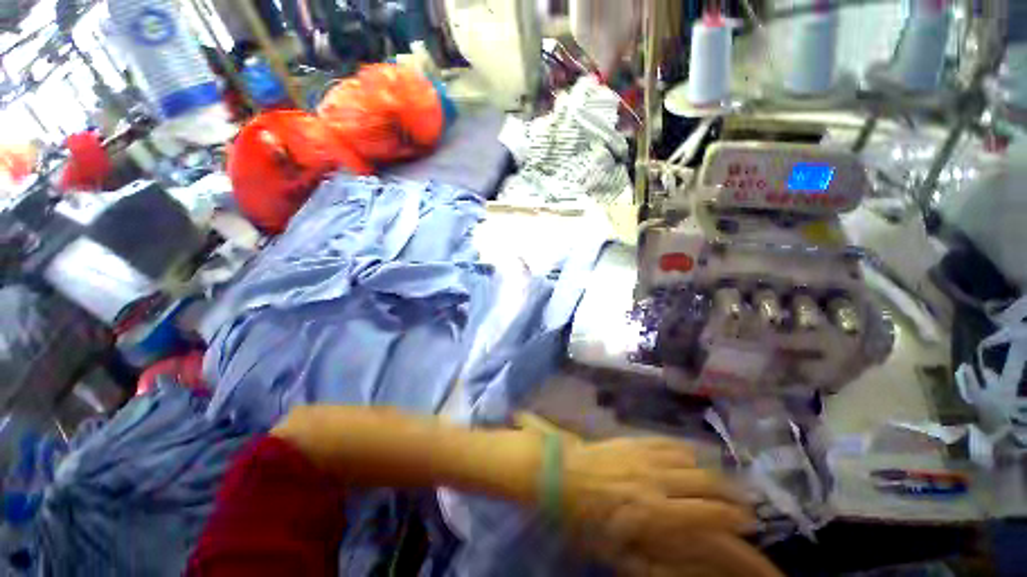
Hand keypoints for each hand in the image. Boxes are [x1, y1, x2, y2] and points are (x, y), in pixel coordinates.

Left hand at [560, 437, 781, 576]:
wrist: (562, 474)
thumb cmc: (587, 520)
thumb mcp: (619, 555)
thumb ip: (658, 564)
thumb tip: (693, 567)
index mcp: (654, 512)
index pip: (708, 514)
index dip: (735, 520)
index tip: (751, 523)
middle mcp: (656, 479)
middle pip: (707, 483)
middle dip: (732, 496)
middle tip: (743, 506)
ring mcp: (645, 455)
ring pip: (693, 460)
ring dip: (712, 474)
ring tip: (721, 485)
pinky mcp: (635, 440)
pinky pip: (670, 443)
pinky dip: (688, 453)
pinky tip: (691, 460)